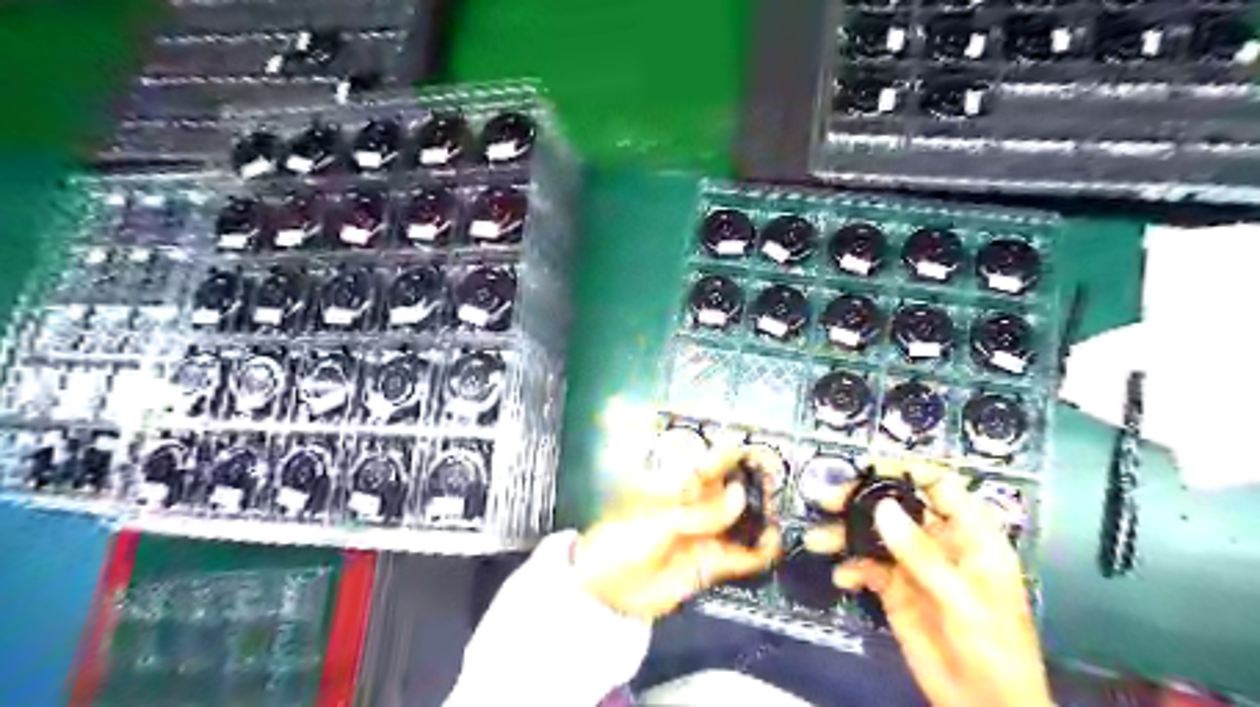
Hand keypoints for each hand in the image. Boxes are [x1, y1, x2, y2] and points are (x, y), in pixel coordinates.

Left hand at [574, 450, 783, 620]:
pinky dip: (759, 551)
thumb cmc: (625, 539)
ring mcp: (705, 535)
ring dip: (760, 518)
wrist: (608, 587)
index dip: (733, 455)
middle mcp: (696, 506)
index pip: (710, 464)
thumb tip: (739, 495)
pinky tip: (772, 544)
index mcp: (677, 486)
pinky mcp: (711, 564)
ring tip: (777, 515)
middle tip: (775, 485)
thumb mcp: (660, 520)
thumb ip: (701, 511)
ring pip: (741, 522)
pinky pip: (741, 556)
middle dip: (754, 486)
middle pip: (732, 490)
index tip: (757, 451)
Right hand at [807, 460, 1055, 706]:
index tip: (868, 467)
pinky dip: (851, 568)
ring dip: (845, 534)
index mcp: (970, 536)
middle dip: (861, 501)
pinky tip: (842, 577)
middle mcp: (938, 543)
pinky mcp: (895, 590)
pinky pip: (867, 567)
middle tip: (828, 500)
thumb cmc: (993, 650)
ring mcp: (914, 566)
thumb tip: (883, 508)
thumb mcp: (962, 599)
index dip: (907, 471)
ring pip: (875, 535)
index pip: (940, 486)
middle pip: (897, 506)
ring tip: (818, 539)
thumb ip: (922, 554)